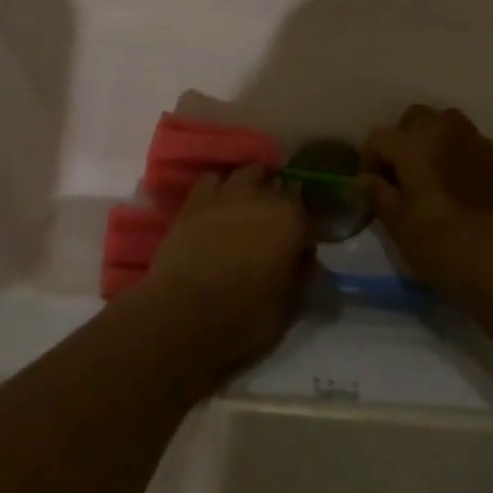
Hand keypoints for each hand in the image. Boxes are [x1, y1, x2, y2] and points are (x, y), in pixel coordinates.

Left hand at [139, 165, 312, 375]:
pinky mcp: (197, 198)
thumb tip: (304, 259)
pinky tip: (219, 205)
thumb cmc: (240, 320)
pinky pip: (214, 179)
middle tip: (277, 231)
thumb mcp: (286, 309)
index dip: (308, 236)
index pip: (312, 219)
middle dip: (284, 207)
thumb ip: (301, 276)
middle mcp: (264, 197)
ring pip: (251, 172)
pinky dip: (220, 188)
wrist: (180, 315)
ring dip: (256, 185)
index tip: (303, 251)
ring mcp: (229, 192)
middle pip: (283, 189)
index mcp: (292, 222)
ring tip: (251, 206)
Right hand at [363, 106, 492, 306]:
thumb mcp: (399, 227)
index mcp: (413, 146)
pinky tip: (457, 178)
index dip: (369, 159)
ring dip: (431, 136)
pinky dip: (456, 148)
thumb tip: (367, 179)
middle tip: (401, 172)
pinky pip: (468, 137)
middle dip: (401, 139)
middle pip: (413, 118)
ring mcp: (473, 140)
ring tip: (430, 168)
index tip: (373, 185)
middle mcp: (442, 132)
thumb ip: (379, 195)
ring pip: (444, 120)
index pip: (379, 137)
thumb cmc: (442, 247)